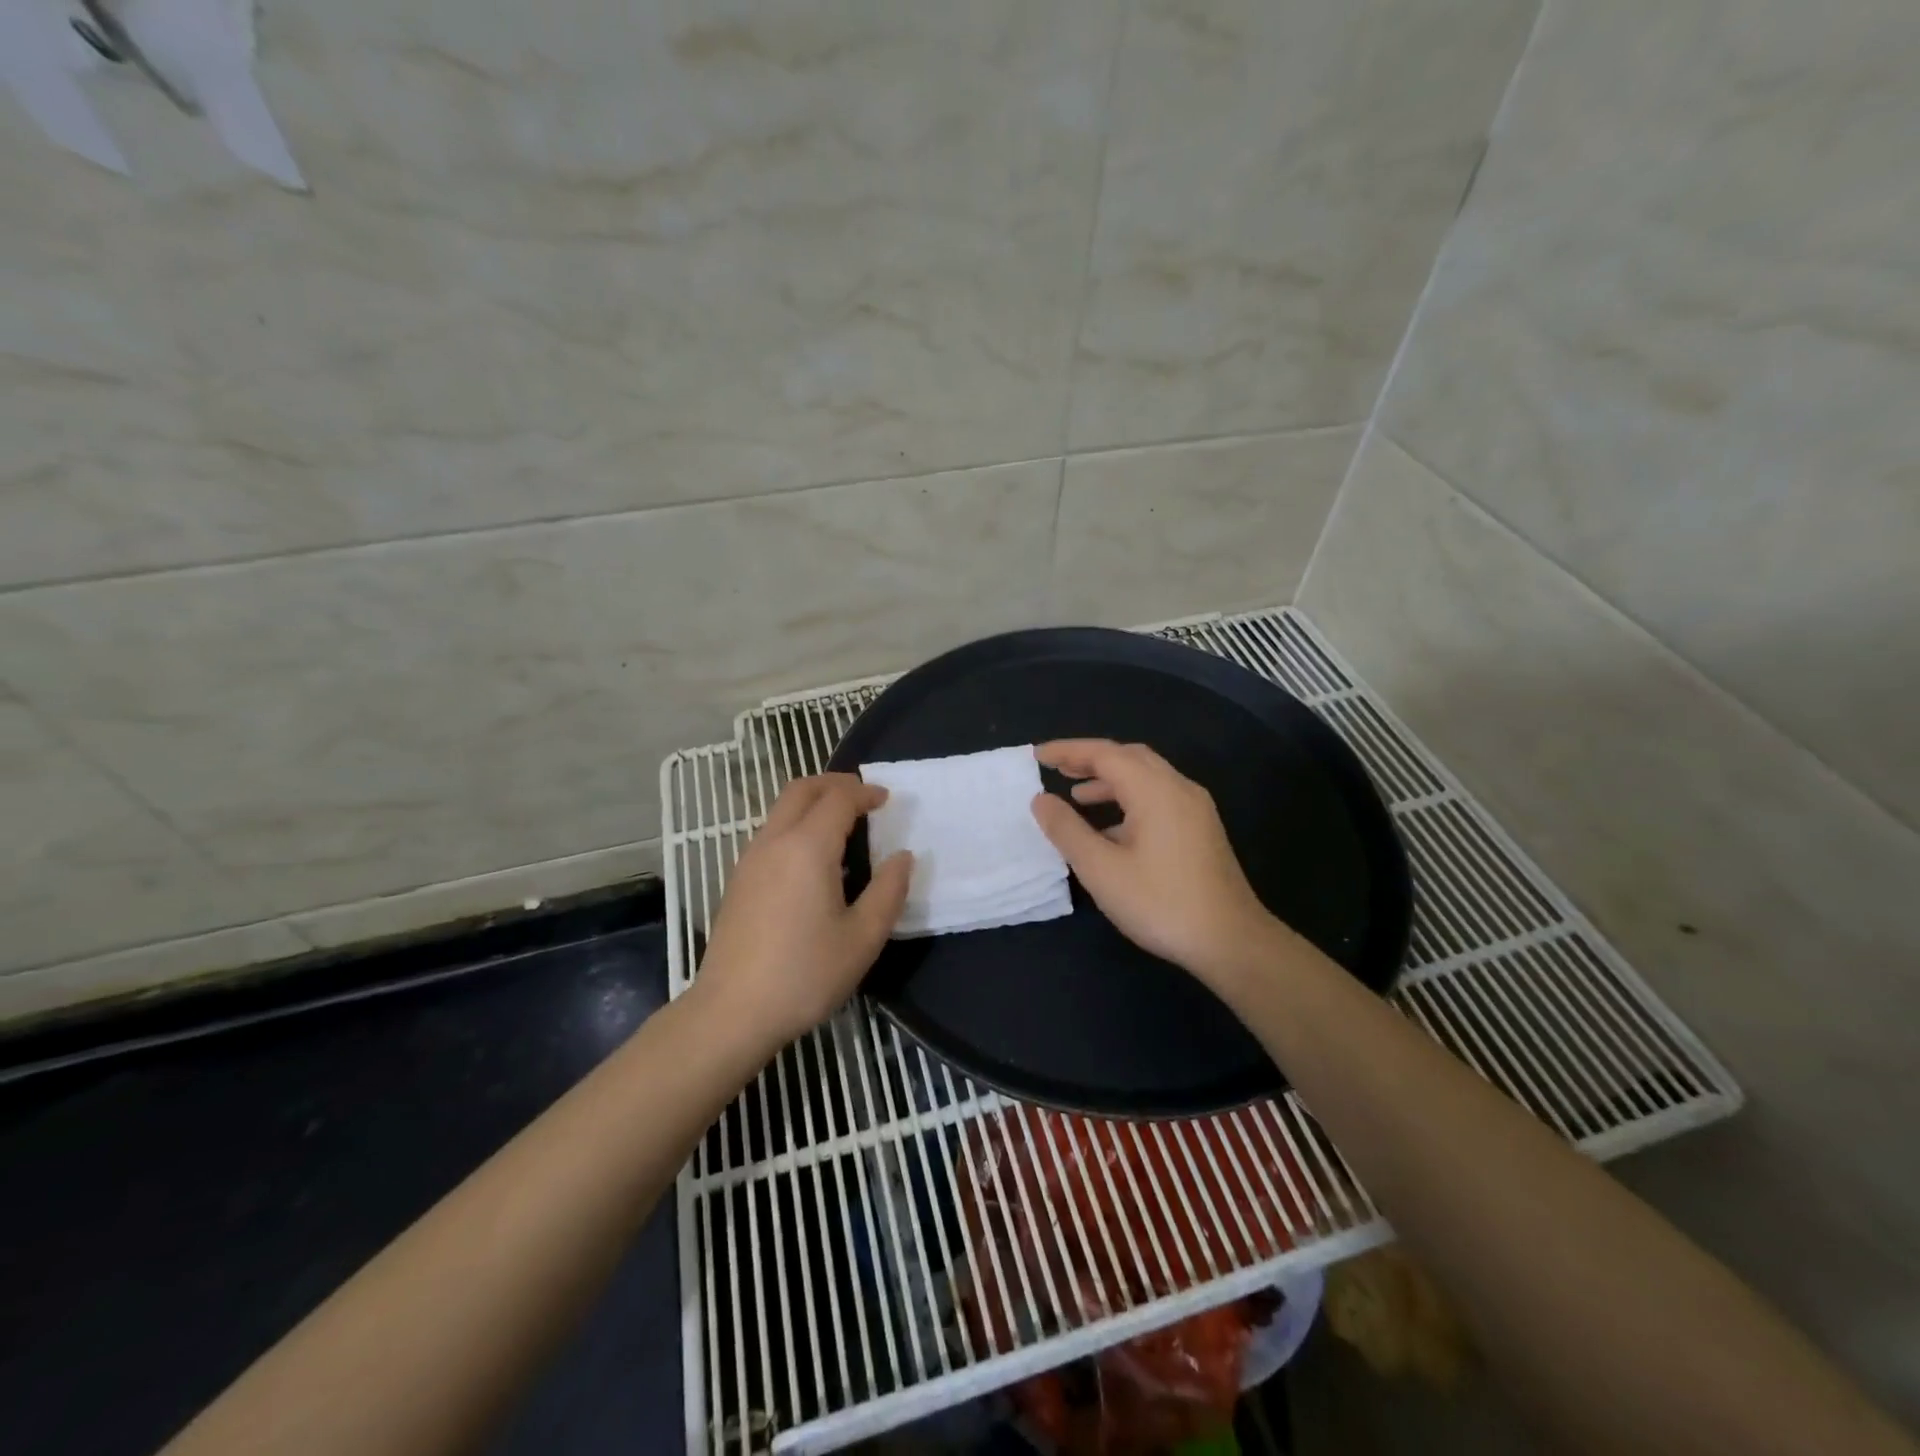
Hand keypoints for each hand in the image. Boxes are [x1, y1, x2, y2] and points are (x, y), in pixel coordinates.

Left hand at [696, 774, 912, 1051]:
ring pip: (782, 809)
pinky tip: (814, 858)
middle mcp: (774, 841)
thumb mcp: (863, 938)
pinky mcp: (738, 880)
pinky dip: (797, 823)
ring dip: (813, 802)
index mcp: (807, 848)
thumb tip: (902, 857)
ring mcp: (750, 859)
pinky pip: (771, 832)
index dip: (865, 793)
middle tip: (864, 797)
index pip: (838, 799)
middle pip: (802, 789)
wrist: (732, 1012)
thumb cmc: (804, 974)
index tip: (887, 800)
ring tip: (843, 825)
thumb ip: (889, 891)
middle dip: (835, 784)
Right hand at [1029, 739, 1277, 985]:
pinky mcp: (1202, 830)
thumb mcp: (1102, 870)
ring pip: (1147, 777)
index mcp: (1155, 790)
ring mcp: (1195, 809)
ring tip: (1078, 796)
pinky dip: (1130, 799)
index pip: (1105, 753)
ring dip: (1110, 780)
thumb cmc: (1161, 903)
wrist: (1232, 941)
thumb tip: (1041, 800)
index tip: (1038, 755)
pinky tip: (1112, 830)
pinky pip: (1159, 797)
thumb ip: (1067, 830)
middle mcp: (1179, 788)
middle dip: (1091, 759)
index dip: (1069, 751)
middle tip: (1058, 769)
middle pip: (1130, 757)